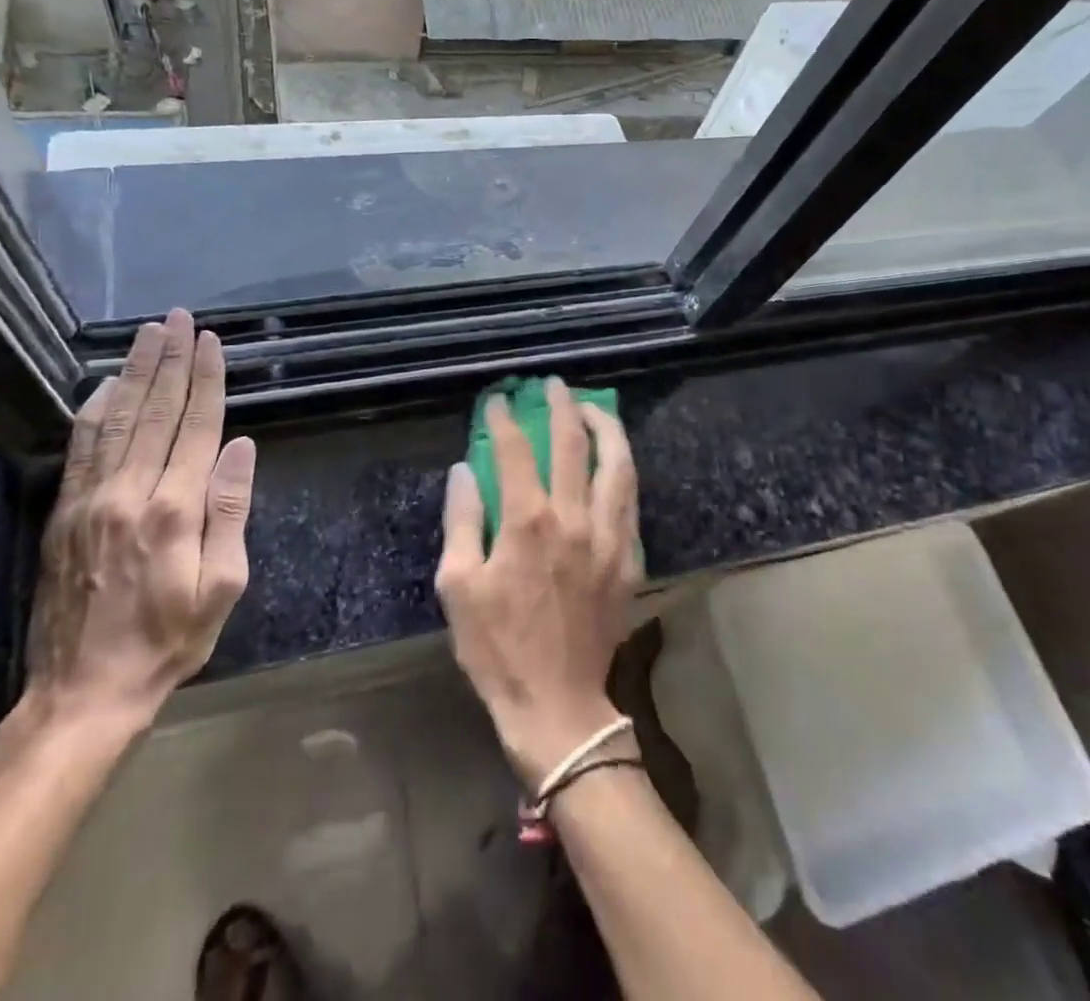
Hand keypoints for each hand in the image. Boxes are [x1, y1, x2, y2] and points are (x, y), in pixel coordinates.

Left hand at [24, 308, 256, 735]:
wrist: (83, 693)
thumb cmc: (168, 641)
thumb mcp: (222, 585)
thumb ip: (229, 510)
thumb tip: (240, 447)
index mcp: (174, 510)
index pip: (196, 427)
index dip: (205, 380)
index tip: (210, 342)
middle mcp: (130, 493)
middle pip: (155, 412)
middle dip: (170, 361)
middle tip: (178, 318)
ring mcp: (90, 500)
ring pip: (116, 420)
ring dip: (135, 372)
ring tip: (148, 334)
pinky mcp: (65, 513)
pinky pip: (81, 448)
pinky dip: (95, 410)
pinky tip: (106, 385)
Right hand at [435, 378, 639, 789]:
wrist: (557, 704)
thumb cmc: (498, 648)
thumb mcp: (458, 587)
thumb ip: (462, 521)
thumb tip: (463, 471)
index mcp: (528, 522)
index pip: (514, 451)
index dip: (504, 419)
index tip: (499, 400)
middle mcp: (574, 518)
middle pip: (573, 444)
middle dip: (562, 407)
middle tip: (554, 386)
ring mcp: (609, 537)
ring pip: (617, 465)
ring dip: (606, 429)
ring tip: (594, 410)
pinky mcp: (629, 559)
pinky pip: (630, 501)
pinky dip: (622, 471)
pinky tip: (614, 464)